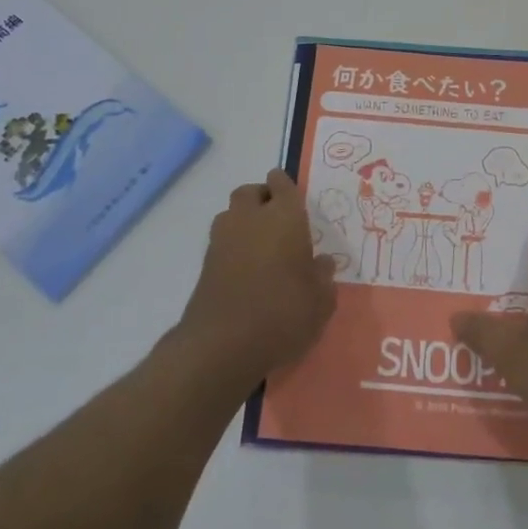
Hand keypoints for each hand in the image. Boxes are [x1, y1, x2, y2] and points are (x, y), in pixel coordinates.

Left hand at [177, 171, 336, 391]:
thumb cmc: (283, 313)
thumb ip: (323, 277)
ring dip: (243, 221)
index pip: (282, 183)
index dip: (285, 186)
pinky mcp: (205, 265)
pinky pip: (221, 242)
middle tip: (278, 220)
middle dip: (262, 198)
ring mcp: (222, 240)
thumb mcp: (320, 300)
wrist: (223, 345)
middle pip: (250, 192)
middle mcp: (250, 218)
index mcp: (284, 216)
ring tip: (261, 246)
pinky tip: (246, 271)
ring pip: (231, 214)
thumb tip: (321, 264)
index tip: (293, 197)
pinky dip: (232, 248)